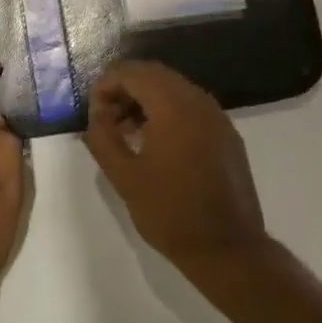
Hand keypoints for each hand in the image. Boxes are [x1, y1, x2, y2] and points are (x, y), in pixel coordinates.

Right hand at [83, 61, 268, 276]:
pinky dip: (168, 111)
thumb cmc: (171, 212)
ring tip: (127, 131)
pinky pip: (191, 106)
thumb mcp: (124, 177)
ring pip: (174, 88)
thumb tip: (96, 116)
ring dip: (146, 99)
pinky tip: (157, 142)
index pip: (132, 72)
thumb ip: (102, 138)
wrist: (228, 249)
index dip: (106, 85)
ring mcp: (217, 115)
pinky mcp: (227, 133)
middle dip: (126, 89)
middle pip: (154, 74)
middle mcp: (198, 100)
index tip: (93, 112)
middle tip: (107, 118)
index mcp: (173, 105)